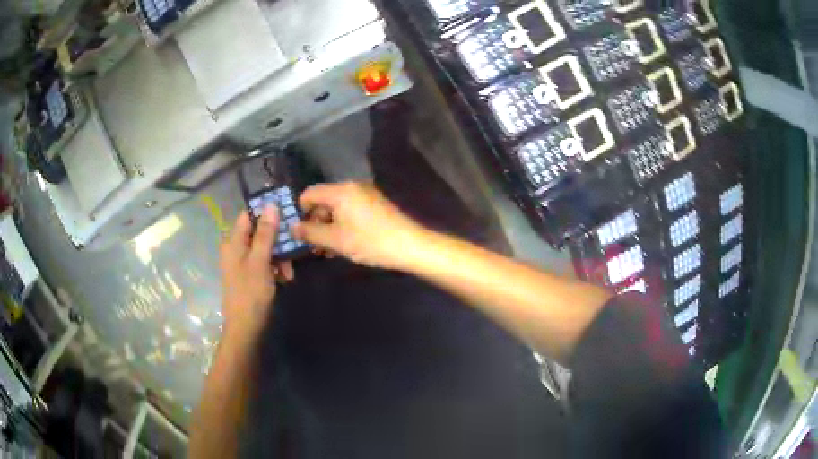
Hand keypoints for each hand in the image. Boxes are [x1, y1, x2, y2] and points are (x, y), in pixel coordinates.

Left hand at [220, 208, 293, 338]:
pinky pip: (265, 261)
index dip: (267, 211)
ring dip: (280, 256)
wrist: (246, 327)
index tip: (288, 210)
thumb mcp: (260, 261)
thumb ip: (265, 233)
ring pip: (265, 247)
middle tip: (295, 246)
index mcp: (233, 241)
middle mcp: (236, 248)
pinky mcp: (250, 273)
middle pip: (259, 231)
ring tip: (290, 272)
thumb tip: (271, 205)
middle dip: (278, 239)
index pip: (249, 215)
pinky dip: (276, 267)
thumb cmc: (251, 293)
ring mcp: (243, 261)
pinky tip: (285, 278)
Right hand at [292, 183, 425, 269]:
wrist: (410, 246)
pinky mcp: (375, 205)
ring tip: (329, 249)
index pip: (309, 194)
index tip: (301, 233)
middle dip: (316, 223)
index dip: (300, 212)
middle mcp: (352, 187)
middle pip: (323, 201)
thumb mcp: (335, 240)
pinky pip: (350, 211)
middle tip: (315, 246)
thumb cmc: (370, 242)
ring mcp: (366, 195)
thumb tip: (292, 228)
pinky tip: (344, 244)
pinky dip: (343, 225)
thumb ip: (310, 233)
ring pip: (337, 208)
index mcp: (340, 191)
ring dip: (329, 227)